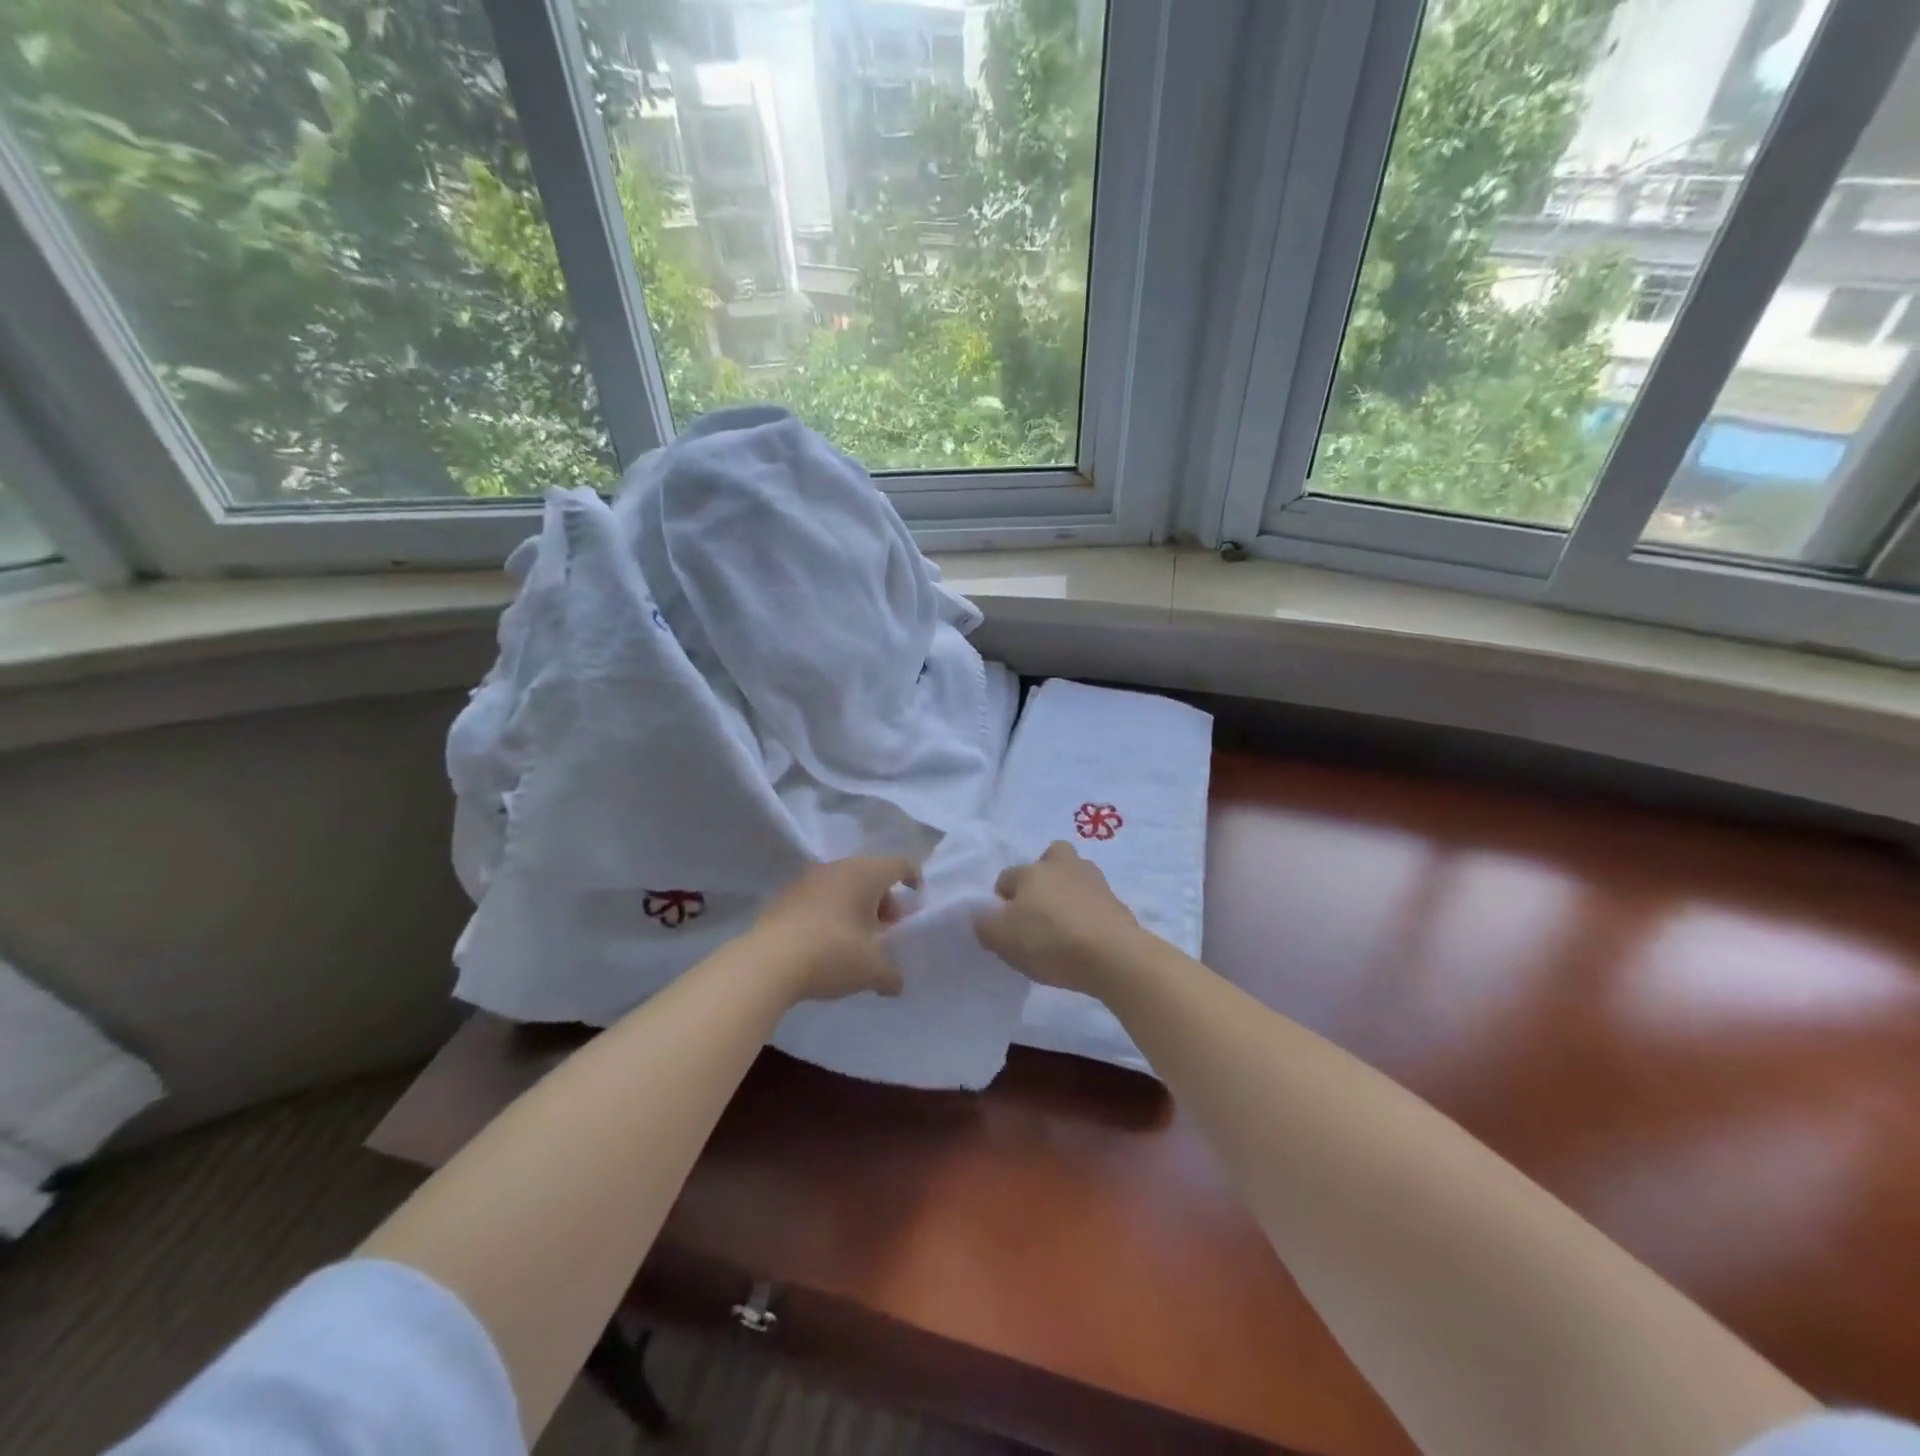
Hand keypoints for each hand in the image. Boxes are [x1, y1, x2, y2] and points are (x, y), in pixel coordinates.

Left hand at [748, 856, 918, 1003]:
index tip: (917, 897)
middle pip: (870, 875)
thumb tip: (896, 983)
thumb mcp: (871, 971)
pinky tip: (826, 943)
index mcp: (865, 874)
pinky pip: (818, 898)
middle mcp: (837, 868)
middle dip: (883, 900)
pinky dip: (829, 912)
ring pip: (842, 885)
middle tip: (886, 929)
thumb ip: (891, 975)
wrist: (767, 963)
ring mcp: (807, 880)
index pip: (899, 864)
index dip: (913, 878)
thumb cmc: (832, 954)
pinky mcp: (784, 897)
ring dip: (854, 906)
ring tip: (856, 939)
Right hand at [976, 841, 1145, 994]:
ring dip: (1068, 892)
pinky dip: (1087, 912)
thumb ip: (984, 925)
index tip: (1004, 924)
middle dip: (1042, 875)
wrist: (1113, 955)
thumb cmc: (1050, 940)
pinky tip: (1084, 936)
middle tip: (1038, 907)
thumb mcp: (1001, 939)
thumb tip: (984, 917)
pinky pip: (1094, 901)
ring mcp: (1094, 881)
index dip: (1002, 899)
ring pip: (1075, 876)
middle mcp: (1062, 866)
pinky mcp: (1117, 902)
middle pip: (1050, 857)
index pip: (1006, 877)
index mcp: (1031, 871)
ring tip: (1063, 923)